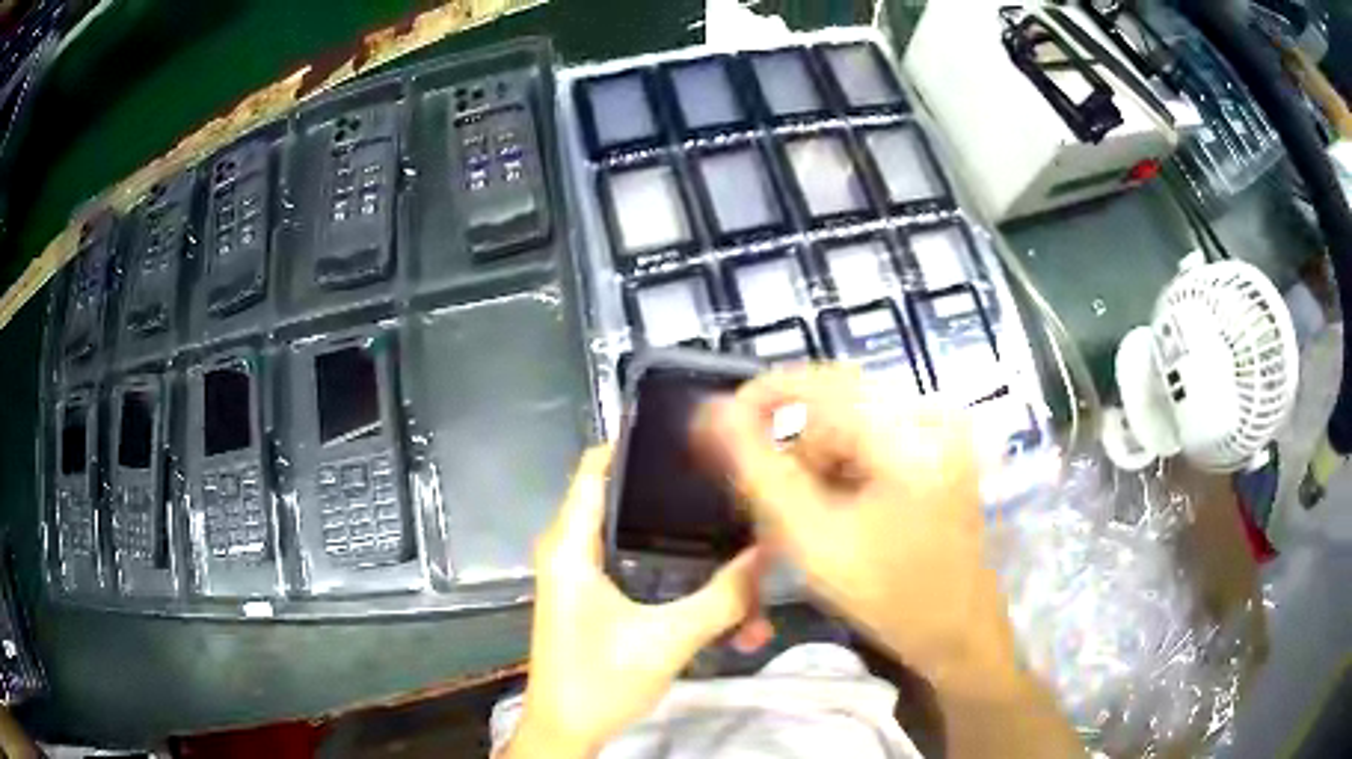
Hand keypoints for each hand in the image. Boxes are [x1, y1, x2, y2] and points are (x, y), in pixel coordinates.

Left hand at [505, 446, 769, 758]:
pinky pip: (644, 570)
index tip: (695, 437)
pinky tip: (724, 602)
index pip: (596, 466)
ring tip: (743, 565)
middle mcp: (573, 549)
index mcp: (571, 545)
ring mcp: (586, 575)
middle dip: (685, 503)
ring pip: (645, 542)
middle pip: (631, 500)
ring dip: (691, 554)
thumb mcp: (667, 640)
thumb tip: (768, 555)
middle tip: (736, 495)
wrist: (567, 731)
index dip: (639, 443)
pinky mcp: (599, 597)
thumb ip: (722, 598)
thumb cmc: (599, 681)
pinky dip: (680, 579)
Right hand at [700, 365, 1018, 686]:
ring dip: (808, 461)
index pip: (808, 383)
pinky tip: (828, 509)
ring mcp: (936, 428)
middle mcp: (925, 411)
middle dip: (784, 446)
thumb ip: (755, 471)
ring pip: (844, 422)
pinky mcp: (936, 447)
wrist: (959, 630)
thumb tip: (712, 413)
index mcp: (905, 428)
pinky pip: (867, 439)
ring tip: (794, 515)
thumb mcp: (812, 539)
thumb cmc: (891, 596)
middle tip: (759, 498)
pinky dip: (836, 468)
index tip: (712, 441)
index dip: (751, 404)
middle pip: (827, 402)